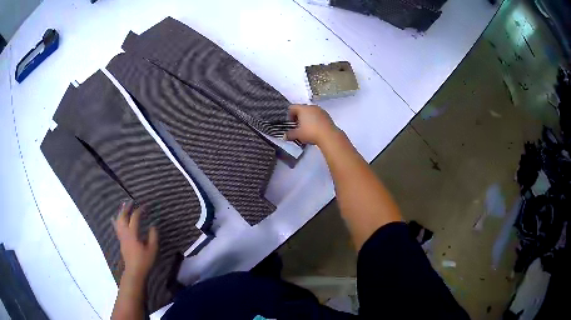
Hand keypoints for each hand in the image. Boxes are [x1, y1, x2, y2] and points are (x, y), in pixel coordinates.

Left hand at [113, 201, 157, 279]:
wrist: (134, 271)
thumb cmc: (144, 261)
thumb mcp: (152, 249)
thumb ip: (153, 236)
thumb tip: (153, 226)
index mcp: (133, 233)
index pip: (135, 217)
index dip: (140, 210)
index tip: (145, 206)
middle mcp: (125, 233)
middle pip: (123, 216)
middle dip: (127, 208)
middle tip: (131, 201)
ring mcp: (121, 237)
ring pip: (118, 221)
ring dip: (121, 212)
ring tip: (124, 206)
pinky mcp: (121, 240)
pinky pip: (116, 227)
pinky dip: (115, 221)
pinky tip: (113, 217)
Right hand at [286, 104, 338, 145]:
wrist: (328, 136)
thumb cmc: (311, 132)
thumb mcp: (297, 135)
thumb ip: (290, 134)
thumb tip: (285, 136)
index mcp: (303, 108)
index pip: (292, 107)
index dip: (289, 114)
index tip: (291, 122)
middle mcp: (312, 107)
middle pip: (302, 109)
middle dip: (299, 116)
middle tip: (298, 126)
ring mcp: (321, 110)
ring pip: (311, 112)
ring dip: (308, 118)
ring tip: (307, 128)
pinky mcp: (327, 116)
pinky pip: (318, 116)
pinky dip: (315, 120)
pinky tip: (315, 129)